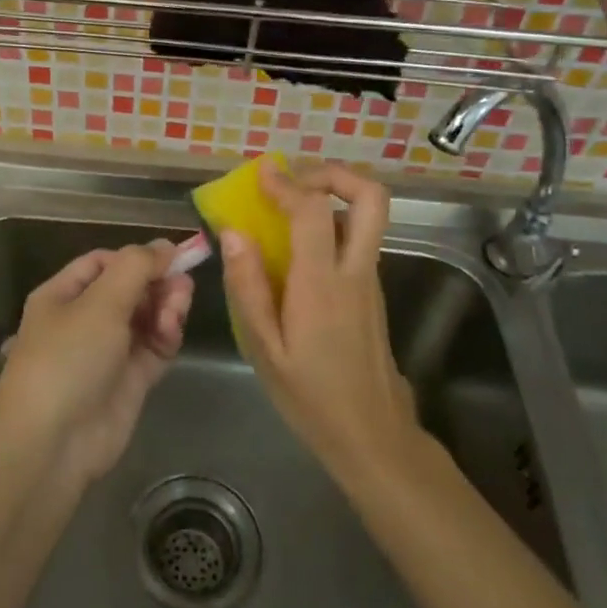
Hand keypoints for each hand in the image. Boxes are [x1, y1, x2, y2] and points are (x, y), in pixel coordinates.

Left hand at [0, 241, 192, 485]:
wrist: (53, 443)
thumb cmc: (68, 358)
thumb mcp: (100, 302)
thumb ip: (136, 268)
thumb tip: (165, 246)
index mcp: (63, 295)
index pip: (104, 262)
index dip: (137, 257)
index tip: (172, 256)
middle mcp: (85, 319)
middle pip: (130, 289)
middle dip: (156, 283)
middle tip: (182, 284)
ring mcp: (108, 351)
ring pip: (146, 317)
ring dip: (165, 307)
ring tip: (176, 309)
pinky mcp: (129, 380)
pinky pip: (154, 347)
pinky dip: (166, 335)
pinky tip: (171, 330)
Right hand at [219, 162, 418, 479]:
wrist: (373, 435)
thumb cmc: (311, 397)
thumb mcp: (265, 350)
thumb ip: (248, 288)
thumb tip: (233, 234)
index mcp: (323, 284)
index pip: (313, 211)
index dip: (286, 184)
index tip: (261, 173)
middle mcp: (356, 271)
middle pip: (371, 197)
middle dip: (334, 174)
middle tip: (295, 178)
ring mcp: (370, 280)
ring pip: (368, 216)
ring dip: (333, 195)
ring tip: (288, 203)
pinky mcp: (372, 292)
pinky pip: (358, 239)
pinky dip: (332, 223)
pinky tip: (296, 245)